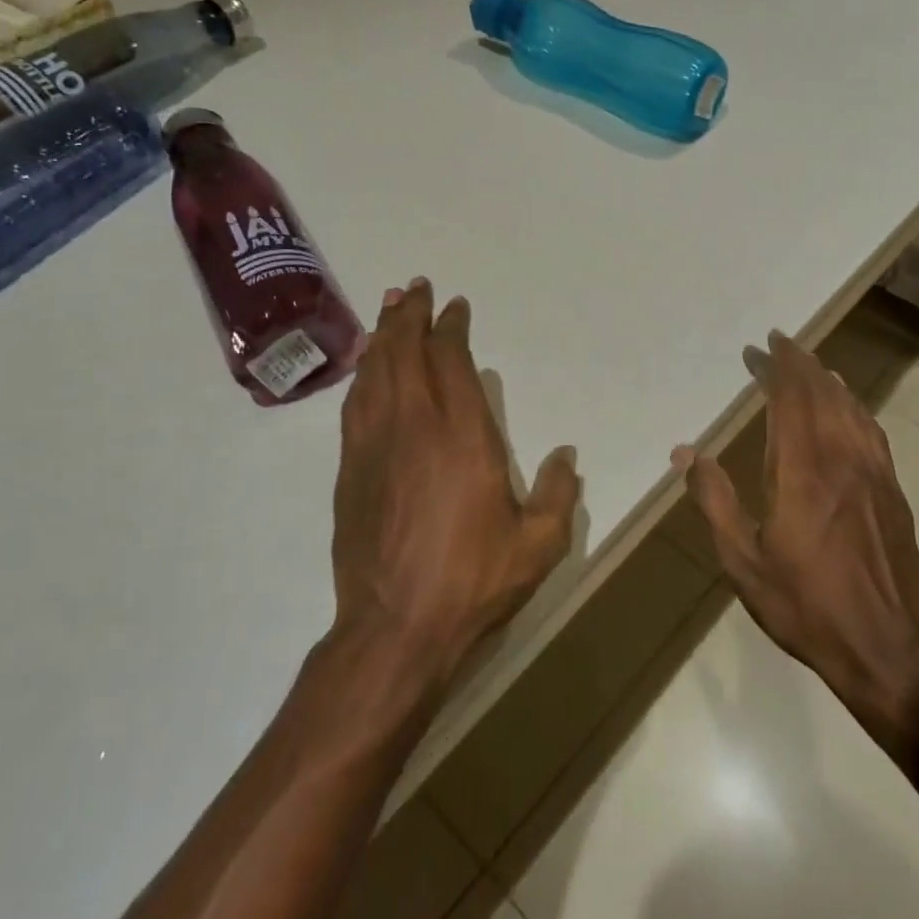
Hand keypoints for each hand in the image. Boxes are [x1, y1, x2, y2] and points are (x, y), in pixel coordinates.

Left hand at [331, 278, 578, 692]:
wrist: (395, 629)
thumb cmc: (473, 582)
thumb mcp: (539, 545)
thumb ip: (559, 494)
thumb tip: (567, 456)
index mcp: (463, 437)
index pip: (451, 362)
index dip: (451, 328)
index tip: (454, 307)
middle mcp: (414, 427)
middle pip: (405, 354)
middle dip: (409, 316)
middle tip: (414, 288)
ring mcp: (375, 446)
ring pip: (375, 373)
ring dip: (382, 337)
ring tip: (388, 310)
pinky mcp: (351, 470)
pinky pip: (355, 405)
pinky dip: (363, 375)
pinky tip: (366, 368)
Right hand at [675, 332, 918, 749]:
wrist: (886, 648)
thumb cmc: (805, 605)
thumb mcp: (743, 561)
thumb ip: (714, 500)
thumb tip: (686, 453)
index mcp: (800, 471)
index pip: (790, 399)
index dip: (776, 367)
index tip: (761, 346)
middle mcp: (840, 460)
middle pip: (823, 393)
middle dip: (800, 363)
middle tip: (780, 343)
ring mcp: (873, 474)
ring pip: (851, 408)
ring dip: (829, 380)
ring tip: (812, 365)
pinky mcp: (893, 492)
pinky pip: (872, 432)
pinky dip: (856, 407)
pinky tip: (850, 408)